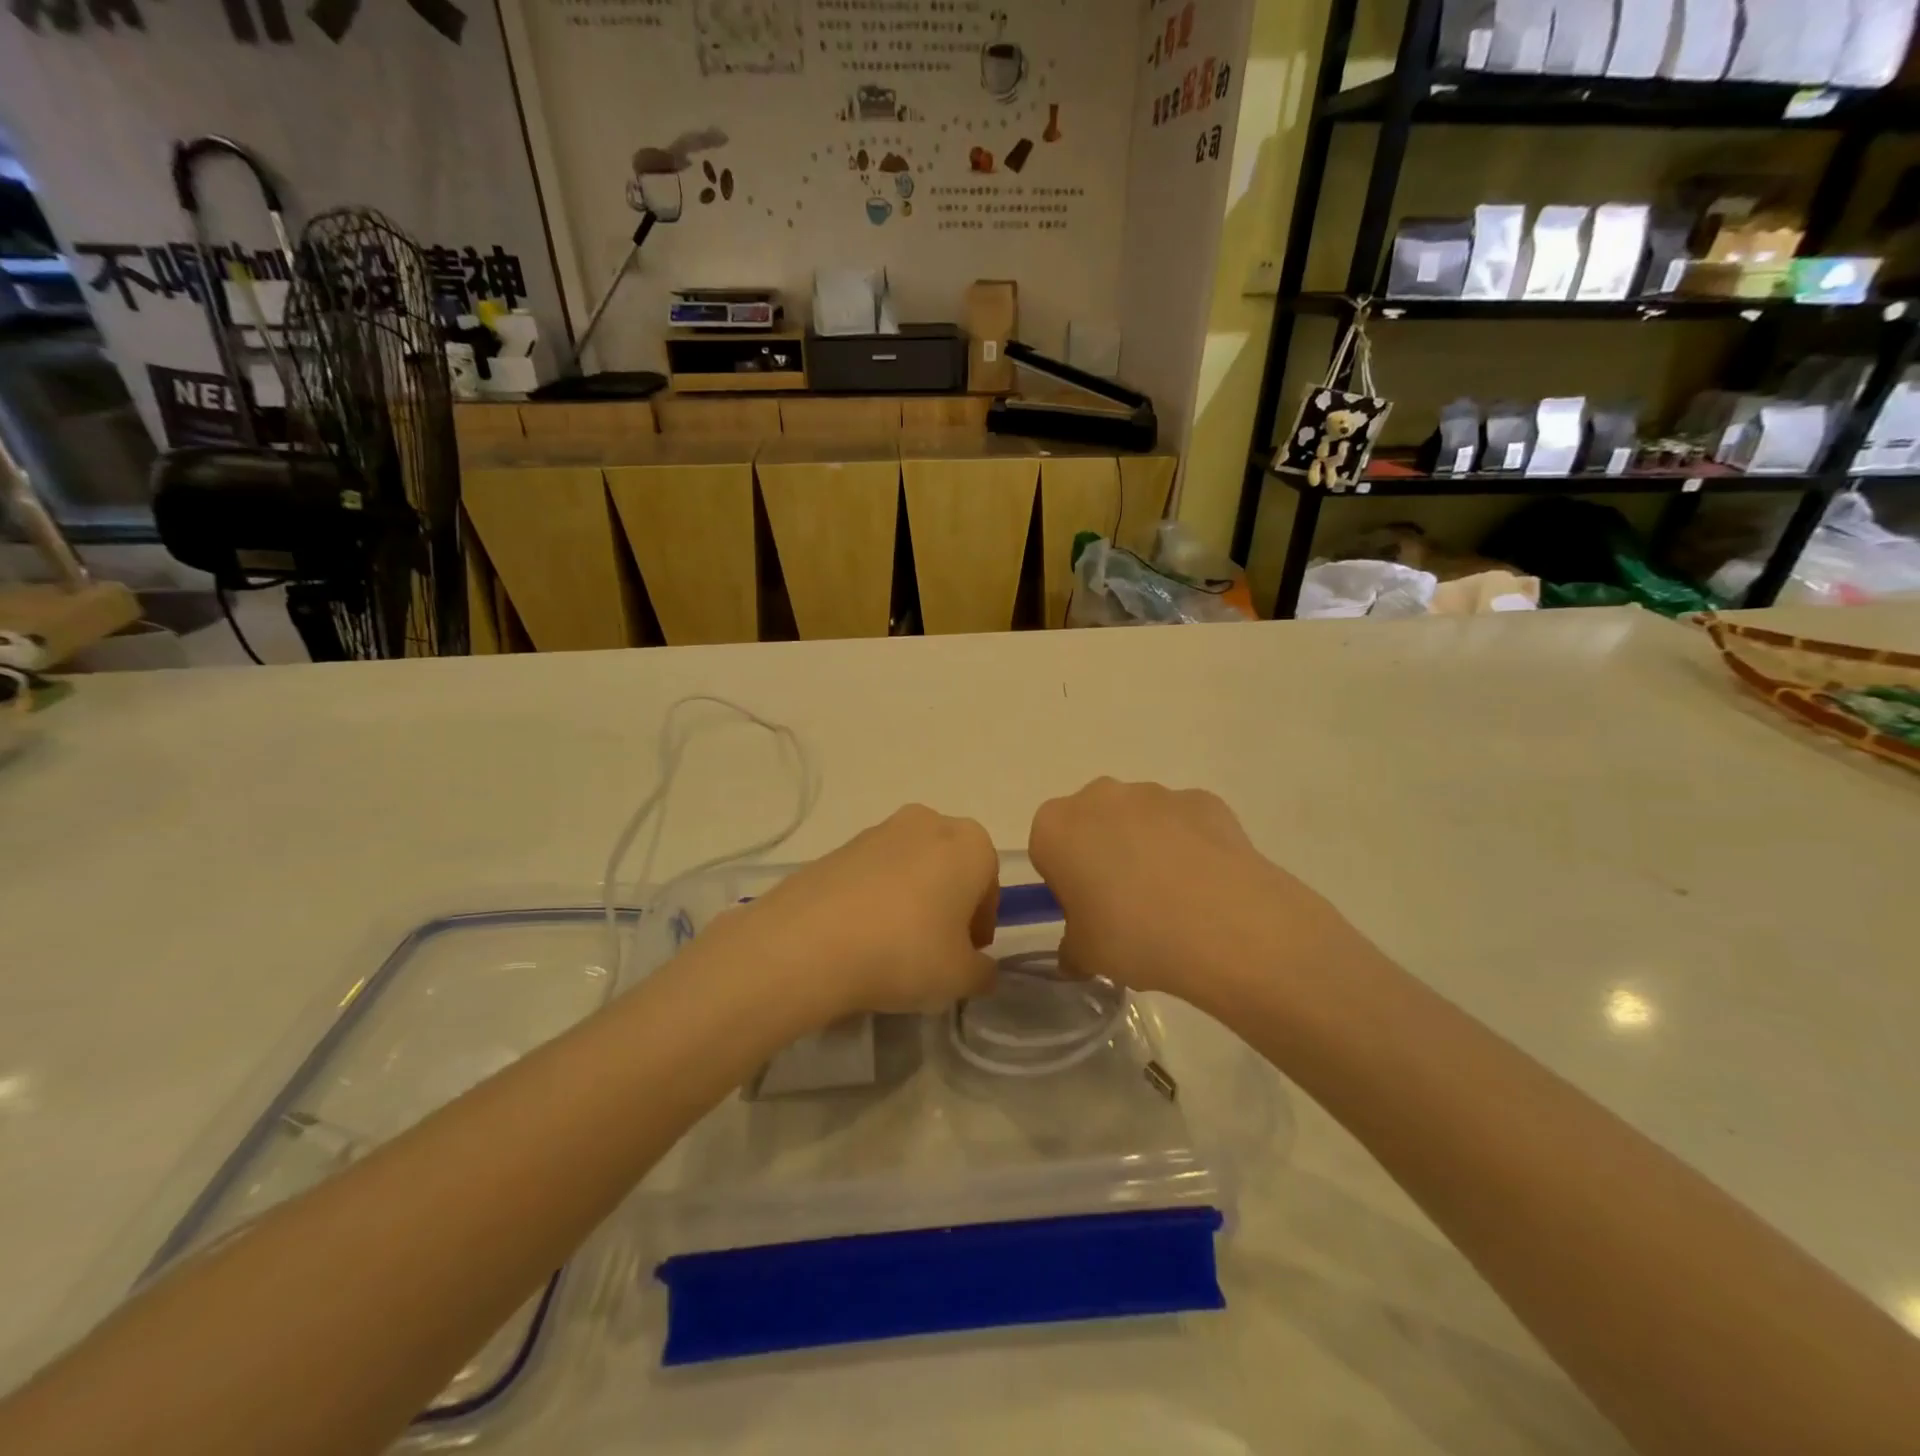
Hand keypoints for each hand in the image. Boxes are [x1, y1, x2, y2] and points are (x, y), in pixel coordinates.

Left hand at [735, 805, 999, 1018]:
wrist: (810, 941)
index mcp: (970, 843)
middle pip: (949, 869)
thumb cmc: (906, 951)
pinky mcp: (839, 846)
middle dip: (947, 905)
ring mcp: (879, 830)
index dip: (980, 926)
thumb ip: (982, 972)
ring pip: (911, 869)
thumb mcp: (961, 977)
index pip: (989, 885)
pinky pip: (872, 875)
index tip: (965, 957)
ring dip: (910, 900)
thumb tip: (981, 968)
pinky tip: (859, 938)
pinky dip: (875, 900)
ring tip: (891, 948)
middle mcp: (928, 822)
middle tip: (933, 952)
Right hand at [1029, 778, 1358, 1007]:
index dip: (1064, 880)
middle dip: (1103, 854)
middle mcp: (1099, 796)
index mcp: (1056, 827)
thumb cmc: (1132, 935)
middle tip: (1125, 906)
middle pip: (1092, 824)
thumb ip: (1071, 947)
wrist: (1224, 924)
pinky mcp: (1201, 799)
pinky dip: (1189, 846)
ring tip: (1174, 900)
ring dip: (1147, 848)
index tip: (1085, 910)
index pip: (1047, 849)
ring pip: (1139, 820)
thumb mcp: (1085, 956)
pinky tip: (1206, 886)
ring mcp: (1154, 793)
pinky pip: (1184, 823)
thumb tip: (1075, 952)